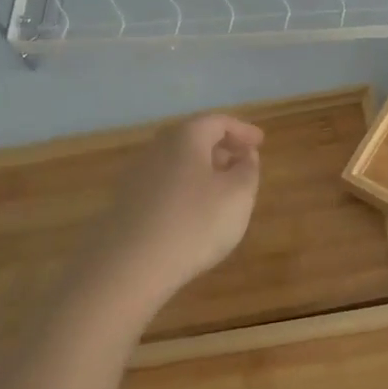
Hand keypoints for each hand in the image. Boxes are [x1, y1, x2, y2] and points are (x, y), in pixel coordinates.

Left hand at [82, 113, 263, 305]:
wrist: (130, 266)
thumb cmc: (195, 223)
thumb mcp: (238, 195)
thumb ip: (247, 170)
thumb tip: (245, 156)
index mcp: (186, 137)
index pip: (218, 122)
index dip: (242, 130)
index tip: (260, 143)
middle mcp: (158, 148)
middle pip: (193, 138)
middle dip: (221, 148)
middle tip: (242, 162)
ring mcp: (137, 175)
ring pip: (177, 162)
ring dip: (202, 169)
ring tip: (222, 190)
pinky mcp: (127, 203)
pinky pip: (164, 184)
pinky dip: (185, 188)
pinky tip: (194, 212)